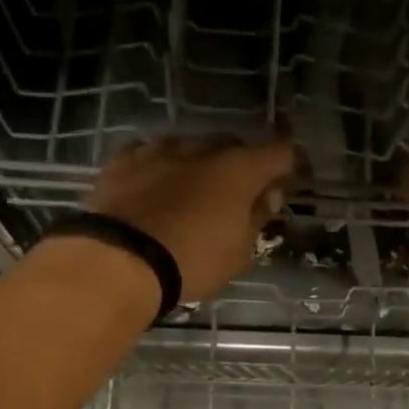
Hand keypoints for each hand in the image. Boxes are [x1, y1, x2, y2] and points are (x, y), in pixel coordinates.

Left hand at [83, 136, 295, 302]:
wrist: (119, 260)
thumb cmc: (192, 261)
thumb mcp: (237, 253)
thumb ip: (256, 218)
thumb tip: (267, 196)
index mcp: (238, 170)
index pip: (280, 153)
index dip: (288, 166)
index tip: (286, 183)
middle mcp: (202, 149)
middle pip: (232, 146)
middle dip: (240, 166)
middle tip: (238, 195)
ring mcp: (159, 150)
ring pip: (189, 148)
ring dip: (198, 164)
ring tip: (193, 191)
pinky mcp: (123, 160)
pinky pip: (150, 155)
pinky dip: (160, 167)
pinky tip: (154, 185)